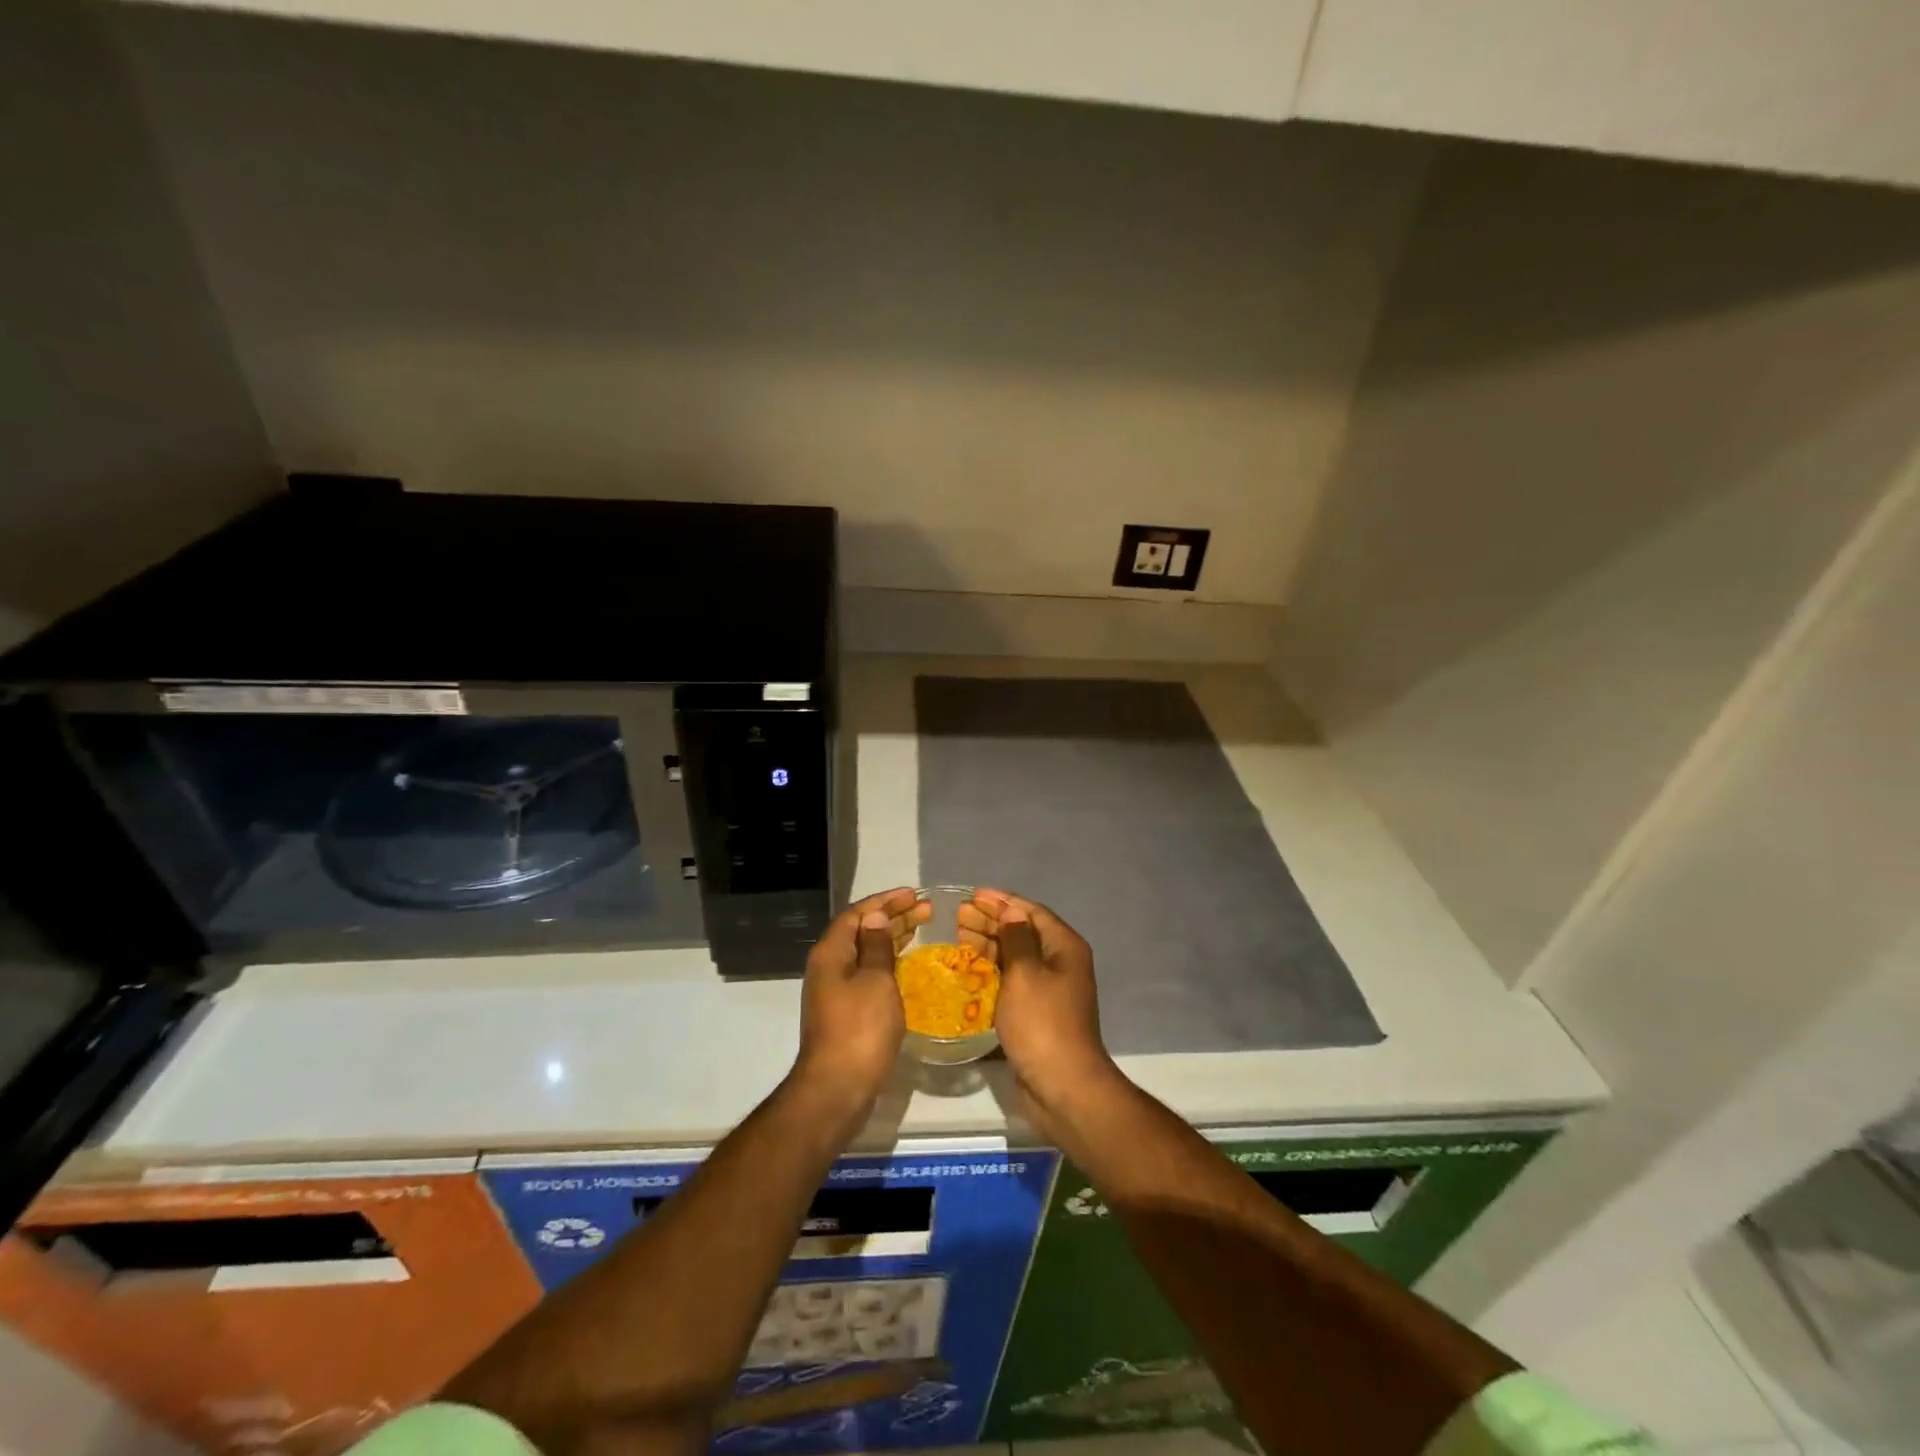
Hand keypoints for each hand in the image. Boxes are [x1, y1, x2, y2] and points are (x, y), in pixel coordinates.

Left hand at [794, 887, 926, 1110]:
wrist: (837, 1089)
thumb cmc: (859, 1029)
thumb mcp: (875, 981)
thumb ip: (877, 947)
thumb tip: (875, 918)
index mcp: (832, 953)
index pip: (858, 914)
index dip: (885, 901)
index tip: (913, 895)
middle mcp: (829, 967)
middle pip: (861, 931)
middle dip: (893, 917)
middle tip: (926, 910)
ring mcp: (836, 991)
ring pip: (866, 953)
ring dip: (892, 939)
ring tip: (921, 929)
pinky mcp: (846, 1012)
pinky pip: (869, 974)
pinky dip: (889, 963)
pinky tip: (908, 966)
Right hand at [965, 889, 1120, 1135]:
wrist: (1062, 1086)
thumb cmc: (1042, 1023)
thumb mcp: (1025, 973)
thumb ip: (1016, 938)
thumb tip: (1012, 911)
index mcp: (1064, 947)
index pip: (1031, 911)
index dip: (1001, 901)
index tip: (971, 895)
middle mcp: (1060, 963)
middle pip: (1022, 932)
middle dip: (991, 921)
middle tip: (957, 917)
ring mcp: (1049, 990)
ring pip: (1015, 957)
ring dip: (988, 945)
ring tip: (957, 937)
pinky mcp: (1036, 1012)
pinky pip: (1012, 981)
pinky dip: (992, 972)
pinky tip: (968, 970)